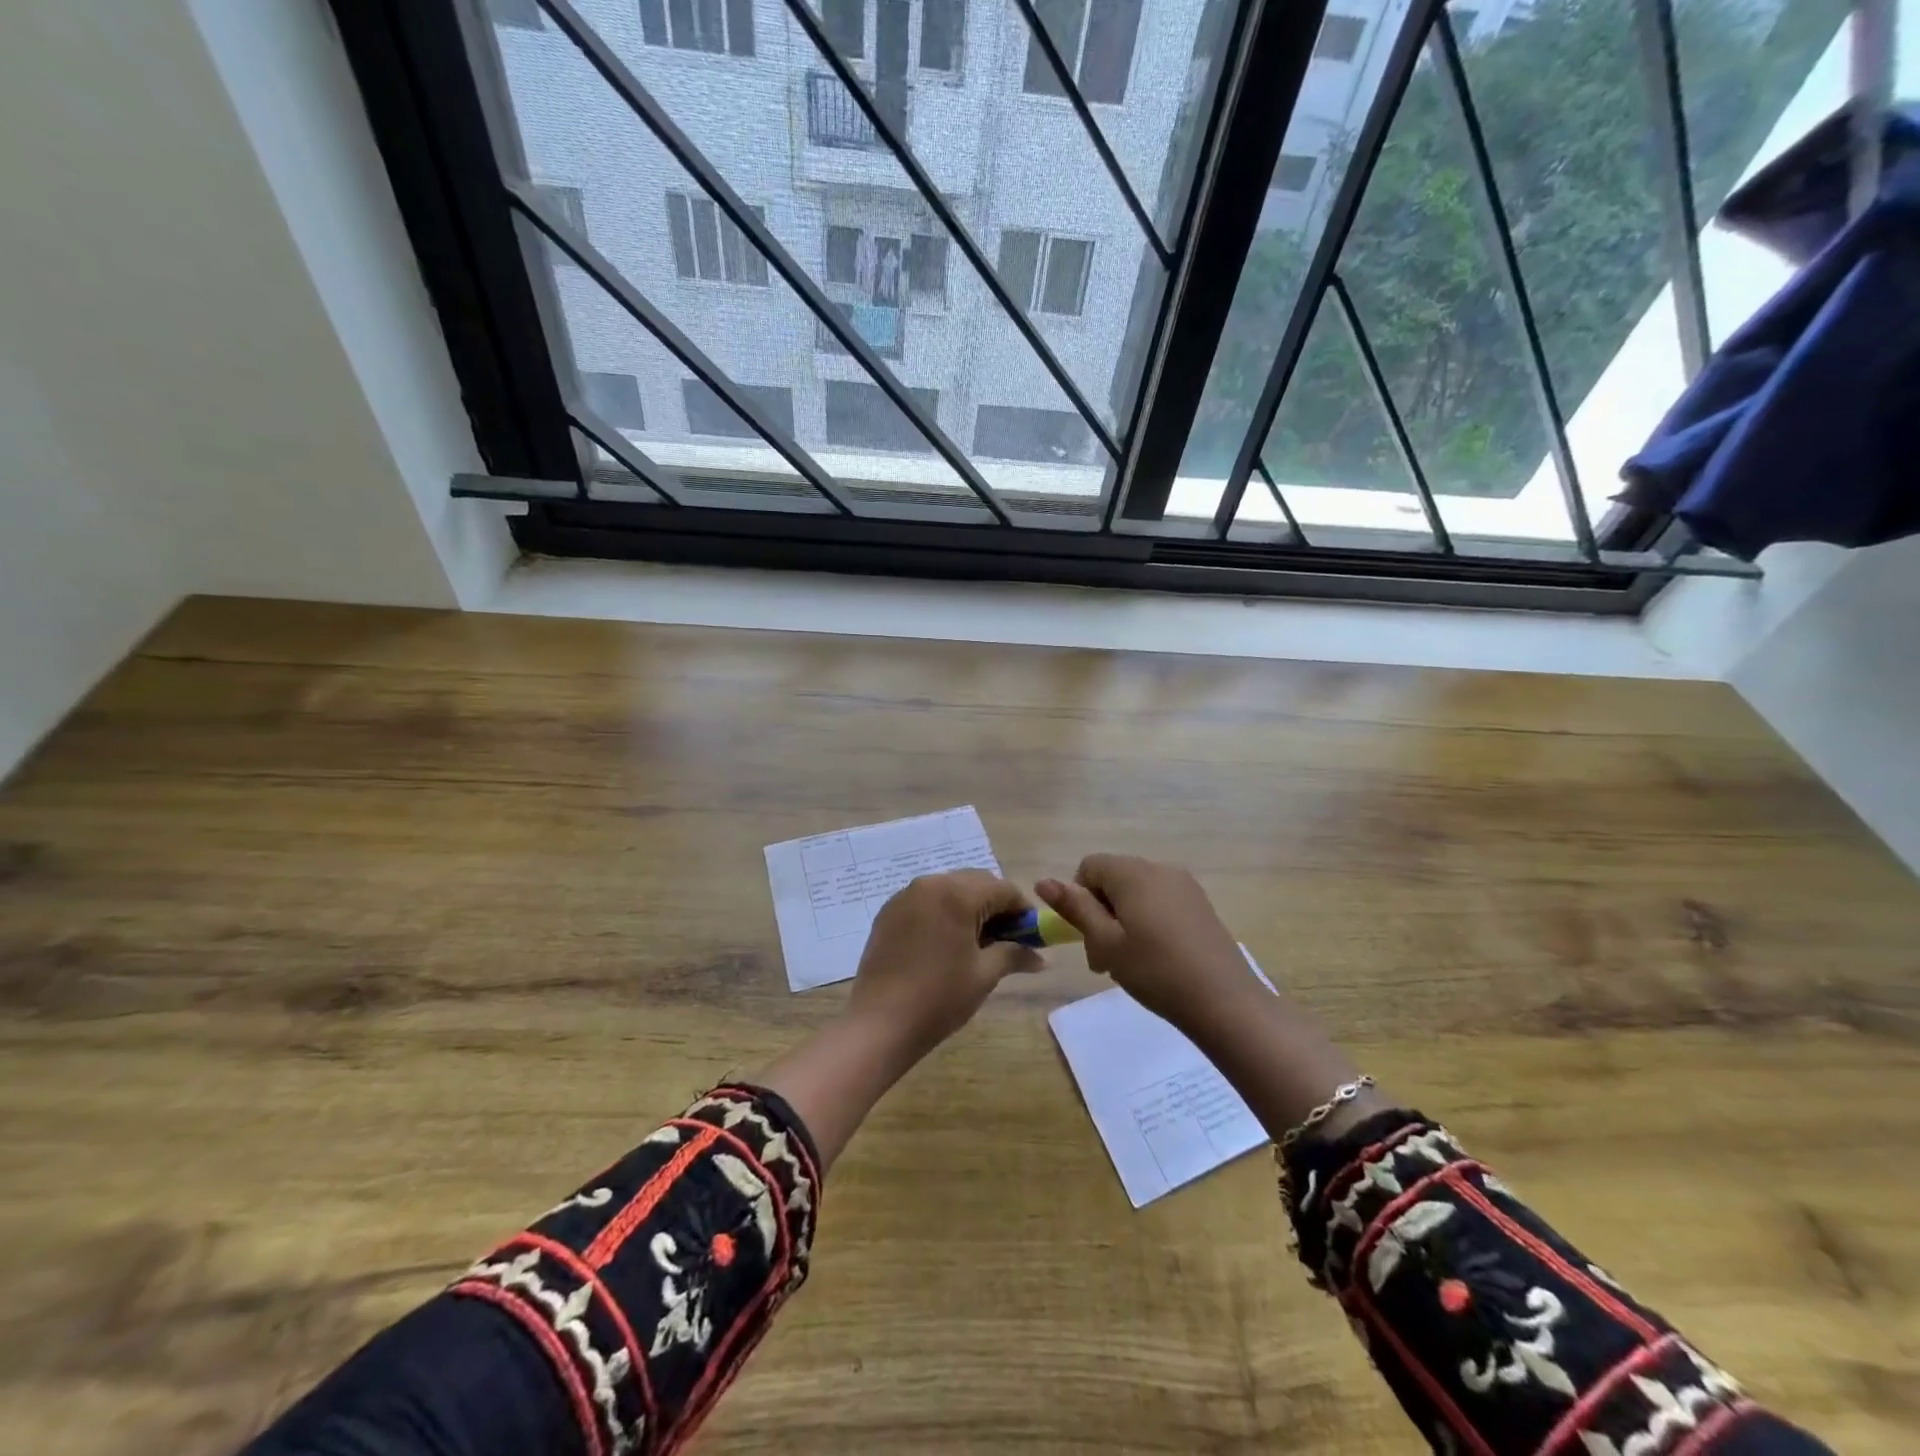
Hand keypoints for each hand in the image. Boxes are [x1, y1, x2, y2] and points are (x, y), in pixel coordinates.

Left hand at [848, 870, 1042, 1057]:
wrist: (880, 1023)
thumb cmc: (940, 997)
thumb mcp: (985, 974)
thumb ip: (1015, 955)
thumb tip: (1041, 957)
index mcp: (957, 893)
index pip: (1003, 889)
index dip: (1023, 911)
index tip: (1032, 936)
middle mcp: (930, 884)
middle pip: (976, 883)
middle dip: (996, 907)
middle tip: (1008, 941)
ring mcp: (905, 896)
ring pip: (949, 890)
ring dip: (969, 909)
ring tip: (977, 945)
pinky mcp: (888, 913)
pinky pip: (926, 902)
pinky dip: (943, 914)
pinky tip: (946, 945)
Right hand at [1036, 854, 1261, 1038]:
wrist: (1225, 1002)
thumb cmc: (1156, 971)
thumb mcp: (1106, 943)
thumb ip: (1075, 908)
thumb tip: (1043, 881)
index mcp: (1133, 873)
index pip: (1089, 866)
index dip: (1079, 898)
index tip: (1087, 936)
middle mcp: (1159, 868)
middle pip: (1113, 878)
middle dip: (1100, 912)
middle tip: (1103, 959)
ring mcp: (1185, 886)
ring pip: (1136, 892)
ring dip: (1122, 920)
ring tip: (1129, 962)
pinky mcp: (1200, 905)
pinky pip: (1160, 902)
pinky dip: (1147, 922)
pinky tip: (1156, 958)